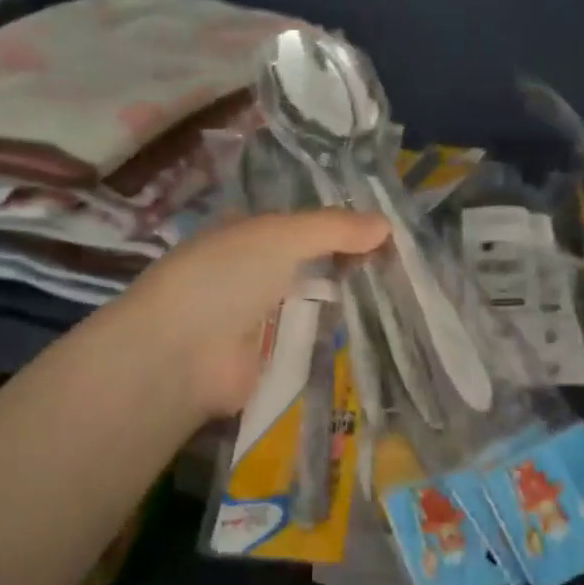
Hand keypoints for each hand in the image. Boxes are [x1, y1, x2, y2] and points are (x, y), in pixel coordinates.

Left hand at [125, 210, 389, 416]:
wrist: (182, 355)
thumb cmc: (226, 277)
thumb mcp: (282, 236)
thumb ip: (334, 229)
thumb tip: (387, 224)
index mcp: (245, 235)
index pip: (300, 226)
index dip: (339, 227)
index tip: (386, 234)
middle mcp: (250, 273)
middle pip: (308, 265)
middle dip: (347, 266)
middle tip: (401, 269)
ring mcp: (257, 318)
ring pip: (312, 305)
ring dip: (346, 304)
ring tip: (401, 300)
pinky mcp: (266, 360)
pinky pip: (309, 344)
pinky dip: (335, 341)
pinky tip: (376, 337)